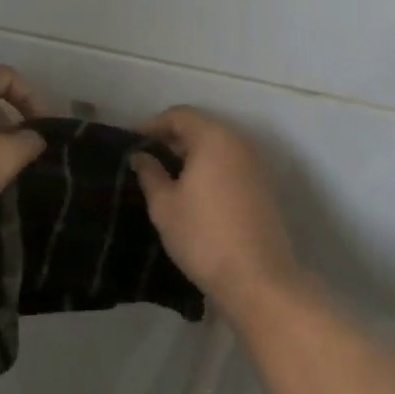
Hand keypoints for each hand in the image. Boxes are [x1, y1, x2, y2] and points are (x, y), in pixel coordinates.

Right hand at [131, 107, 299, 315]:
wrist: (257, 278)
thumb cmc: (203, 236)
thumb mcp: (165, 205)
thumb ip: (150, 174)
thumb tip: (141, 156)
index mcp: (214, 138)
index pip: (179, 115)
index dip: (152, 125)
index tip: (130, 142)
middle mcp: (239, 142)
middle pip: (201, 127)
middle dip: (172, 139)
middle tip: (145, 159)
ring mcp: (256, 164)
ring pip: (217, 147)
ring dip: (191, 154)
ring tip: (165, 176)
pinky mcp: (264, 187)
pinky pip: (231, 164)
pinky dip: (210, 168)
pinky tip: (192, 191)